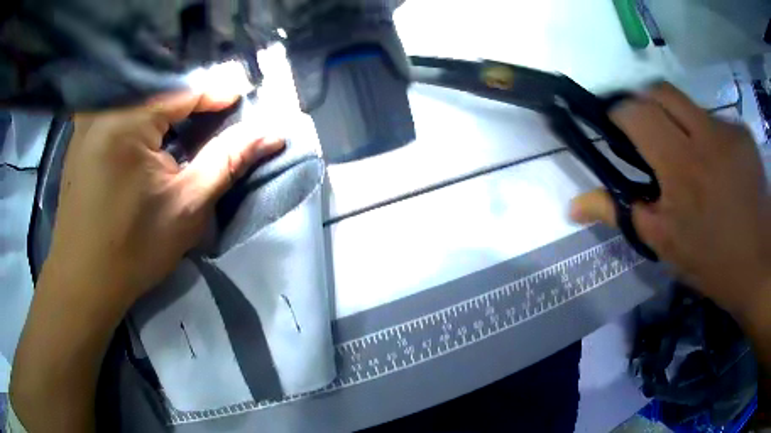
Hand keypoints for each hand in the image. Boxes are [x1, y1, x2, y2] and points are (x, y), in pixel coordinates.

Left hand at [48, 91, 283, 309]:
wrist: (83, 282)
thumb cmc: (132, 250)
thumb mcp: (186, 208)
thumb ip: (228, 160)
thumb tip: (273, 133)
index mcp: (126, 121)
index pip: (186, 88)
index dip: (220, 92)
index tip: (245, 99)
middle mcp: (103, 108)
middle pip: (161, 86)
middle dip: (194, 98)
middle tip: (219, 114)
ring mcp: (88, 120)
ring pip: (141, 95)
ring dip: (168, 106)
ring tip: (189, 121)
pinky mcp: (82, 135)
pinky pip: (121, 109)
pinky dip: (144, 115)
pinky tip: (154, 132)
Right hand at [569, 83, 769, 320]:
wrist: (758, 266)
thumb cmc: (711, 262)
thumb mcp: (664, 244)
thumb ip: (621, 213)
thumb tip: (574, 205)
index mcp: (681, 168)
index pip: (636, 112)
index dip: (619, 113)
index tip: (618, 130)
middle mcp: (705, 136)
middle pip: (659, 91)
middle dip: (645, 105)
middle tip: (648, 136)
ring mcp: (729, 130)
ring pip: (688, 104)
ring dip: (679, 121)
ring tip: (689, 157)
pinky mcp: (744, 134)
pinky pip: (715, 120)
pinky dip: (707, 135)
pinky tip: (718, 166)